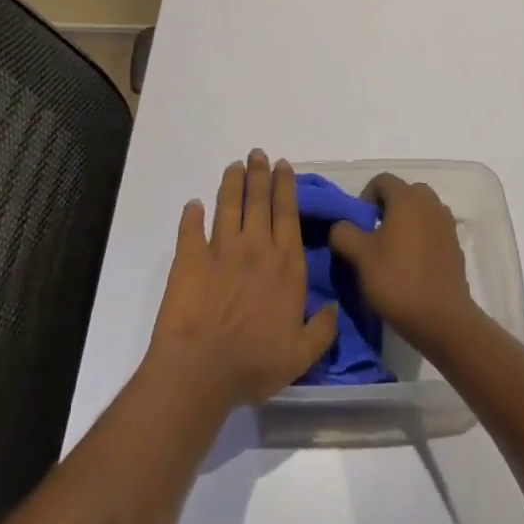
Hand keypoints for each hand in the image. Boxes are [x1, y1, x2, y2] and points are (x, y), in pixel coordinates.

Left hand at [148, 150, 338, 410]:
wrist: (201, 369)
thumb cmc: (255, 363)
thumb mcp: (302, 354)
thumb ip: (322, 329)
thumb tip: (334, 308)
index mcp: (285, 265)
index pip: (287, 214)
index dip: (285, 187)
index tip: (283, 165)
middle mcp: (255, 248)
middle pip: (259, 201)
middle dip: (260, 174)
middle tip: (258, 154)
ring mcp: (220, 250)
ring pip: (228, 205)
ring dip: (232, 183)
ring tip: (234, 166)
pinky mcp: (189, 259)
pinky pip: (191, 229)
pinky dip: (192, 214)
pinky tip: (194, 205)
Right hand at [327, 173, 477, 349]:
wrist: (442, 318)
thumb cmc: (397, 280)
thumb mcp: (359, 256)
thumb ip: (343, 232)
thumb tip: (341, 226)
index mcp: (408, 198)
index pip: (382, 180)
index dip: (364, 197)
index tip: (357, 224)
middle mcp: (431, 203)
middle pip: (404, 193)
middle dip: (386, 208)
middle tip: (372, 235)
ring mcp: (447, 224)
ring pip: (420, 212)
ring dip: (404, 223)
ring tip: (390, 252)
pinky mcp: (456, 246)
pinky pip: (432, 230)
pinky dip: (419, 238)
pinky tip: (409, 265)